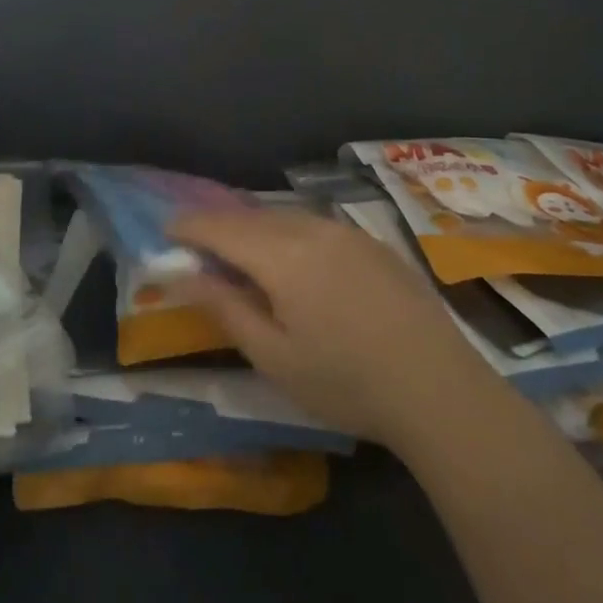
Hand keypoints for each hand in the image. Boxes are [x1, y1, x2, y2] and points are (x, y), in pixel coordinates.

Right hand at [168, 208, 499, 450]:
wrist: (437, 386)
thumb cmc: (345, 381)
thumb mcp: (274, 357)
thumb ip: (226, 308)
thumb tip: (185, 274)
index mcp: (282, 255)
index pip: (221, 227)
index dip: (189, 226)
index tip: (166, 232)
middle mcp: (311, 229)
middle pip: (252, 217)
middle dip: (219, 225)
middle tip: (197, 243)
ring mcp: (346, 232)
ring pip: (285, 217)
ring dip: (255, 228)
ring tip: (239, 251)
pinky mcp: (372, 242)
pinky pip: (315, 225)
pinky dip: (288, 233)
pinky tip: (293, 259)